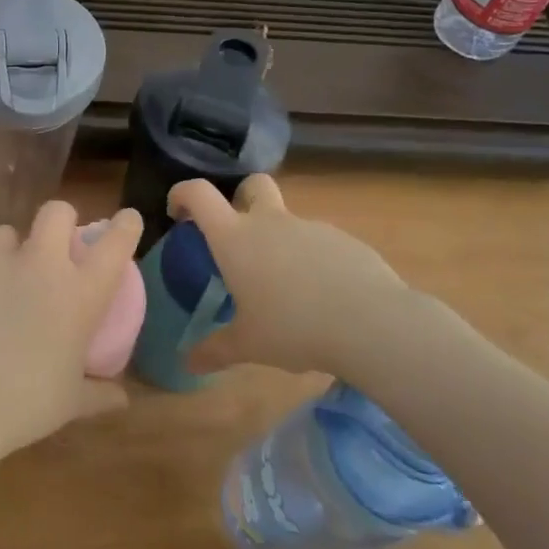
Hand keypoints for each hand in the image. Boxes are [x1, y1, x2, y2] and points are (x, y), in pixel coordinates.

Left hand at [0, 201, 140, 461]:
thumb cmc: (23, 406)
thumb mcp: (70, 404)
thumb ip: (99, 393)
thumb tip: (122, 398)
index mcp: (79, 294)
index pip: (115, 244)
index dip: (125, 226)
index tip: (127, 219)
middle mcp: (40, 265)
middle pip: (56, 212)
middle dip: (61, 220)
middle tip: (56, 247)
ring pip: (7, 232)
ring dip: (11, 250)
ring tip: (3, 279)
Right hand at [170, 174, 440, 380]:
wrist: (371, 323)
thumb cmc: (294, 328)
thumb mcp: (248, 345)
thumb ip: (215, 350)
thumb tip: (187, 363)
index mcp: (236, 238)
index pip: (199, 193)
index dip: (182, 194)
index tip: (177, 213)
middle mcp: (270, 222)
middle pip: (251, 185)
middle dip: (240, 198)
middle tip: (237, 235)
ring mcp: (310, 227)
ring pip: (287, 219)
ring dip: (279, 239)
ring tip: (285, 287)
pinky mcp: (345, 240)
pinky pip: (318, 242)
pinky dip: (312, 259)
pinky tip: (322, 296)